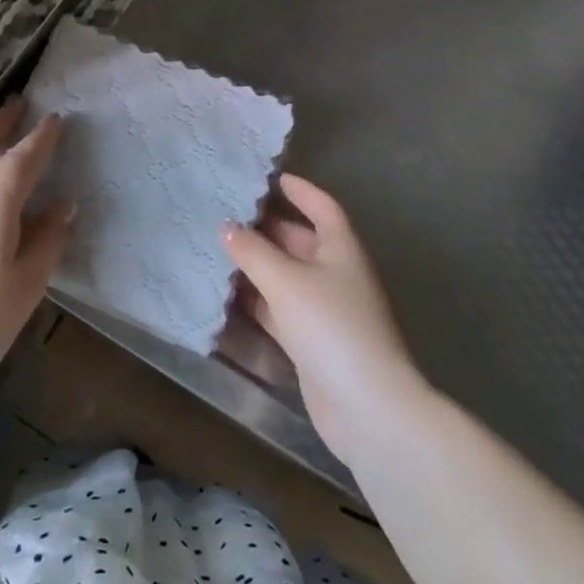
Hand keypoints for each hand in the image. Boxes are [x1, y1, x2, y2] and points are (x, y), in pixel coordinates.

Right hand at [223, 174, 425, 462]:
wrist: (366, 405)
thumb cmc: (331, 326)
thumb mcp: (286, 280)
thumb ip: (252, 251)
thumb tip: (226, 227)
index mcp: (341, 248)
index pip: (322, 207)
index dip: (300, 190)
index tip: (271, 177)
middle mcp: (336, 273)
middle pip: (300, 240)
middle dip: (266, 228)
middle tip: (226, 214)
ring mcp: (325, 309)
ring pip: (286, 276)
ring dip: (256, 266)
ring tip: (217, 250)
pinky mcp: (312, 341)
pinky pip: (280, 309)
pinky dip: (257, 301)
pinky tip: (227, 296)